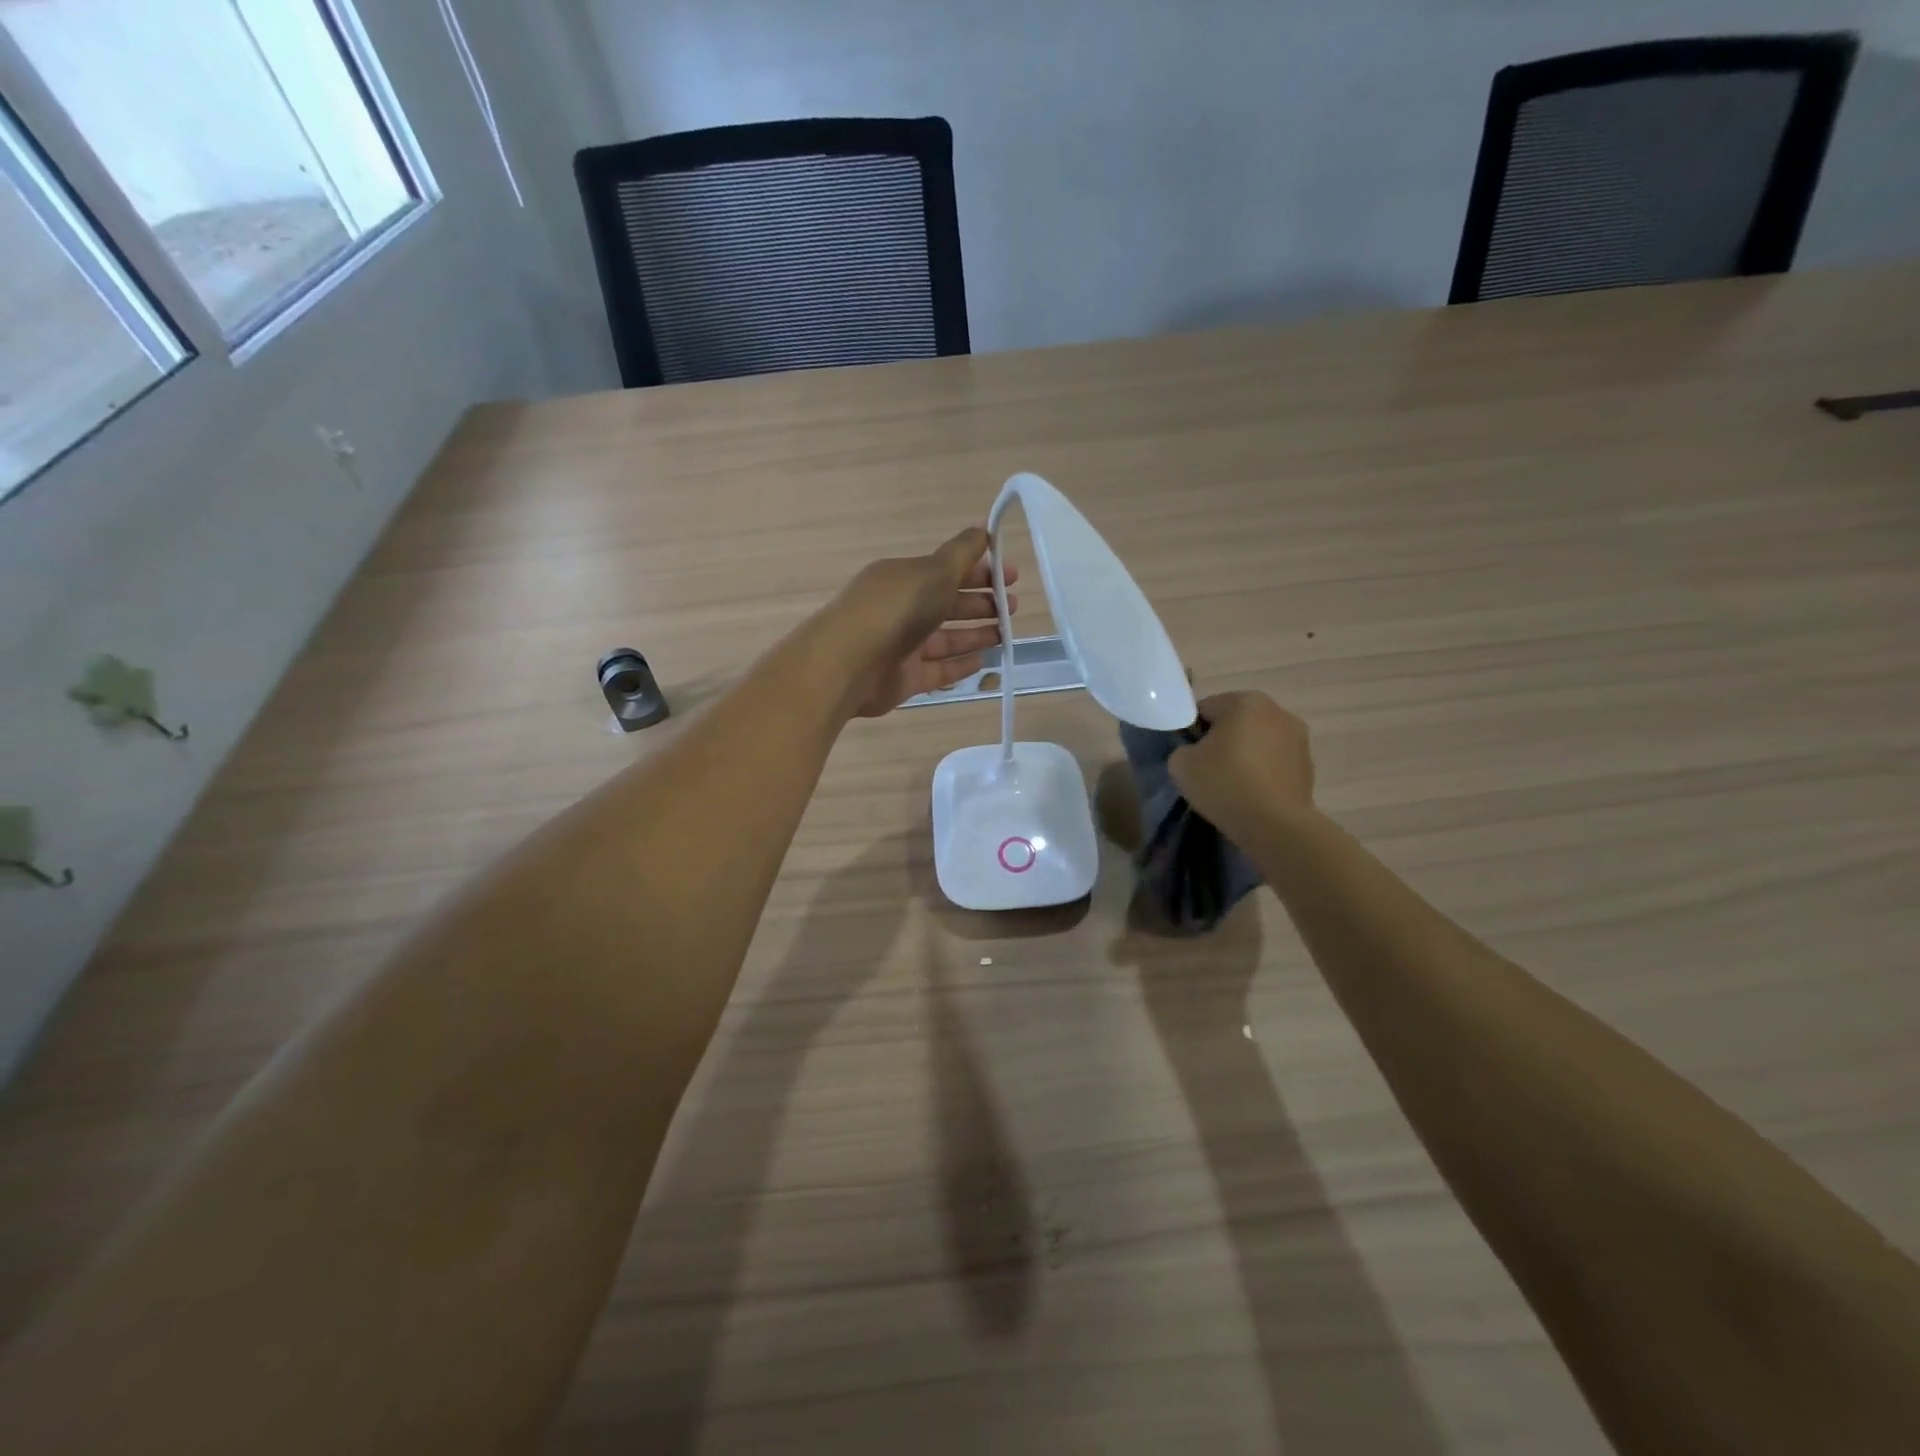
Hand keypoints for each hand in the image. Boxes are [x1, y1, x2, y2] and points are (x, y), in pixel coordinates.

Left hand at [819, 526, 1018, 718]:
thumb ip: (963, 552)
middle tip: (1013, 608)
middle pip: (947, 604)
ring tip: (1005, 635)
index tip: (1012, 576)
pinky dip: (959, 665)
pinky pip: (937, 670)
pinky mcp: (903, 679)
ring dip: (975, 634)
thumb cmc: (895, 609)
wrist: (849, 663)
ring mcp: (901, 646)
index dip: (980, 570)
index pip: (946, 570)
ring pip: (944, 638)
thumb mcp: (934, 572)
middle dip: (981, 603)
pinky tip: (984, 662)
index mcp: (904, 577)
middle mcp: (901, 609)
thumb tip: (985, 525)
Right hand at [1169, 691, 1315, 840]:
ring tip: (1231, 786)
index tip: (1187, 756)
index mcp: (1246, 701)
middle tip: (1206, 770)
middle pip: (1236, 722)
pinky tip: (1251, 796)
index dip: (1191, 732)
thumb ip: (1182, 749)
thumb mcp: (1180, 764)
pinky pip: (1274, 764)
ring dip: (1245, 756)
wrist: (1274, 825)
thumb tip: (1194, 753)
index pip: (1205, 709)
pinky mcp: (1308, 767)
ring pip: (1258, 742)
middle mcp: (1278, 711)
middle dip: (1221, 741)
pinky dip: (1262, 773)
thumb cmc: (1224, 783)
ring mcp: (1299, 739)